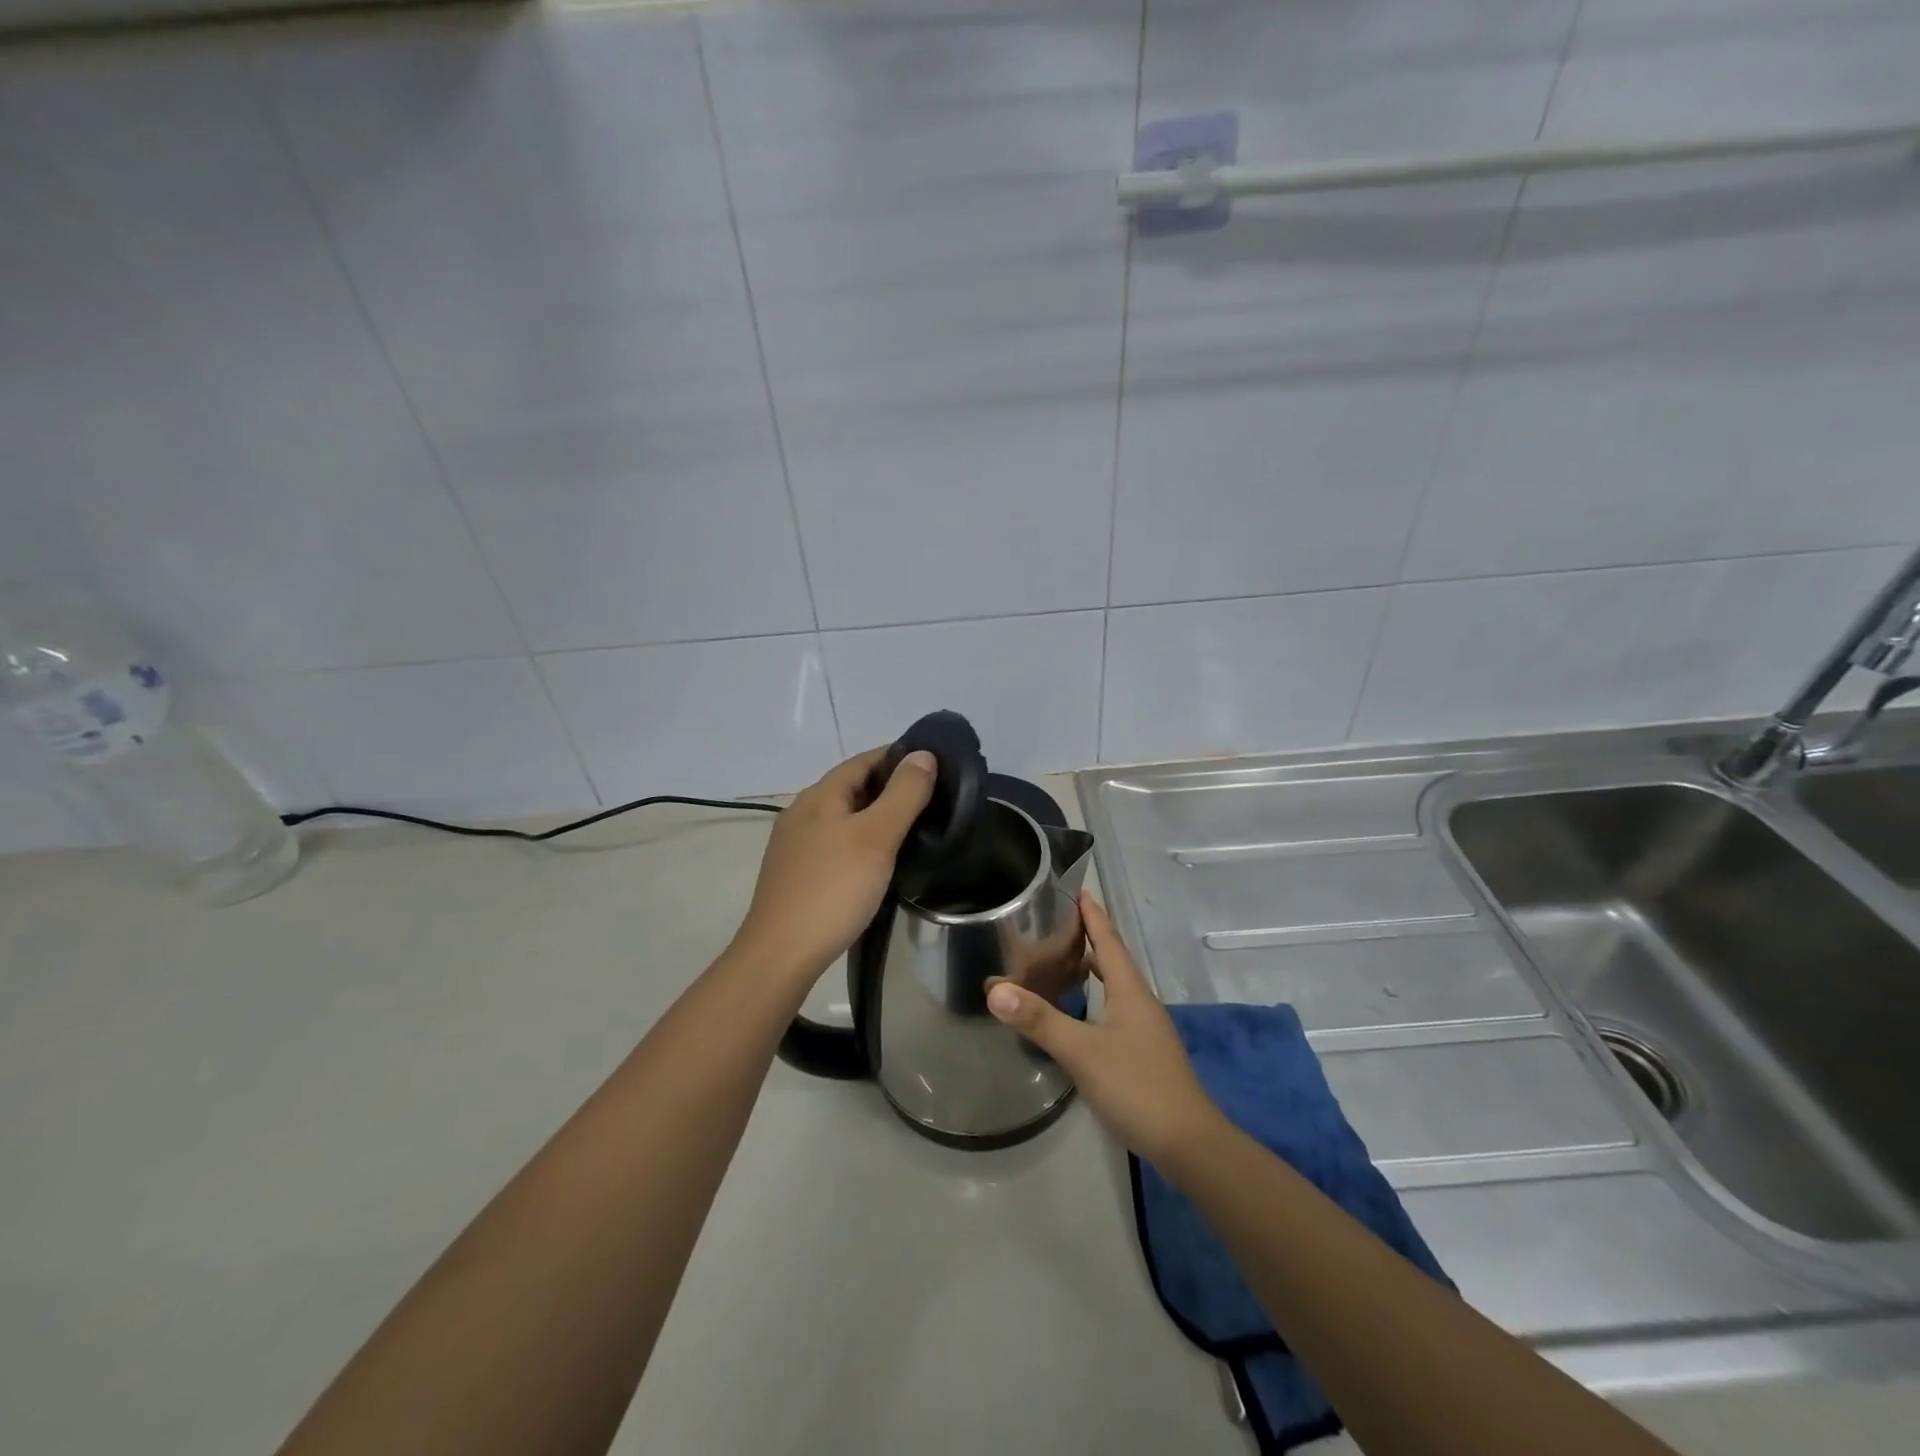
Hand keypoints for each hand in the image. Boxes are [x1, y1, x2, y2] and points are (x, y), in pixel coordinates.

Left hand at [731, 747, 937, 986]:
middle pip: (852, 788)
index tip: (935, 767)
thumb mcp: (876, 837)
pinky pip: (837, 844)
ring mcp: (797, 846)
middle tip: (933, 799)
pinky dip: (863, 842)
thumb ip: (903, 794)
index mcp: (819, 796)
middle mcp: (803, 813)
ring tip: (915, 829)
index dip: (898, 757)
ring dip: (877, 816)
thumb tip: (923, 754)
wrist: (781, 954)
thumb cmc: (833, 889)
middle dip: (891, 788)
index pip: (863, 760)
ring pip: (845, 818)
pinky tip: (881, 861)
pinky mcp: (798, 875)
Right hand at [986, 894, 1221, 1166]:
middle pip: (1113, 959)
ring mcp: (1145, 1029)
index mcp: (1130, 990)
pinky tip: (1081, 1013)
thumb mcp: (1082, 1051)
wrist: (1189, 1144)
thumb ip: (1039, 1020)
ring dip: (1093, 968)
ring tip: (1062, 962)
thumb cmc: (1136, 1086)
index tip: (1077, 890)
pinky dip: (1096, 997)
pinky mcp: (1144, 1052)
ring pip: (1115, 986)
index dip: (1092, 915)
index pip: (1108, 940)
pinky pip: (1116, 1009)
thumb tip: (995, 989)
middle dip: (1088, 937)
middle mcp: (1140, 1002)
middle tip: (1056, 924)